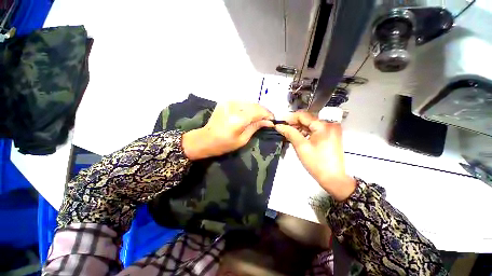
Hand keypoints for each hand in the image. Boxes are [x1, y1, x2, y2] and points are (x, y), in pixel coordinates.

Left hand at [182, 102, 273, 159]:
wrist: (205, 139)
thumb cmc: (224, 144)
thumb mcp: (242, 140)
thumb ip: (255, 127)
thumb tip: (269, 122)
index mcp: (238, 119)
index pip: (258, 111)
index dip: (267, 115)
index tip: (273, 120)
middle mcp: (234, 107)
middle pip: (255, 105)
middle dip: (263, 112)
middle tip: (267, 120)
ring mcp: (229, 103)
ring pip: (249, 103)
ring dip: (256, 109)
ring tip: (259, 117)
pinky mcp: (225, 102)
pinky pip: (242, 102)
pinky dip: (248, 107)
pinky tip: (249, 114)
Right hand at [275, 111, 355, 200]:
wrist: (333, 178)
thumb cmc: (317, 164)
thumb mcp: (301, 147)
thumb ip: (290, 133)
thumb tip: (279, 126)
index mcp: (323, 126)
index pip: (303, 115)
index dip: (290, 118)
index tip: (280, 123)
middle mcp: (329, 125)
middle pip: (307, 119)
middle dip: (294, 124)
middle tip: (283, 129)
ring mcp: (330, 130)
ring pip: (310, 125)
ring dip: (298, 128)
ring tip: (288, 134)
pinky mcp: (329, 136)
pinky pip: (314, 130)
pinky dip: (305, 132)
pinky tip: (298, 137)